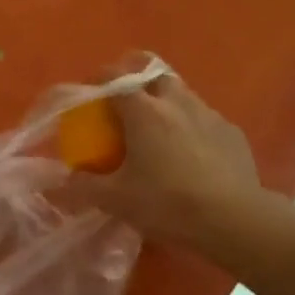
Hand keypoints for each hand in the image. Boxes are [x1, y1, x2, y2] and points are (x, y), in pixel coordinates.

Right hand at [62, 74, 267, 252]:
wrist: (233, 220)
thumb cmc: (167, 203)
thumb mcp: (115, 200)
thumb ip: (83, 186)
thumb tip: (62, 180)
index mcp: (144, 111)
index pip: (115, 78)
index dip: (99, 80)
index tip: (89, 93)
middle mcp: (177, 102)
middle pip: (153, 75)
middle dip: (137, 82)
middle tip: (125, 106)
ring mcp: (209, 115)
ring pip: (182, 94)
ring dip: (166, 103)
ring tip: (158, 130)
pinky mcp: (232, 133)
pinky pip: (205, 119)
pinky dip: (191, 126)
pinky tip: (190, 153)